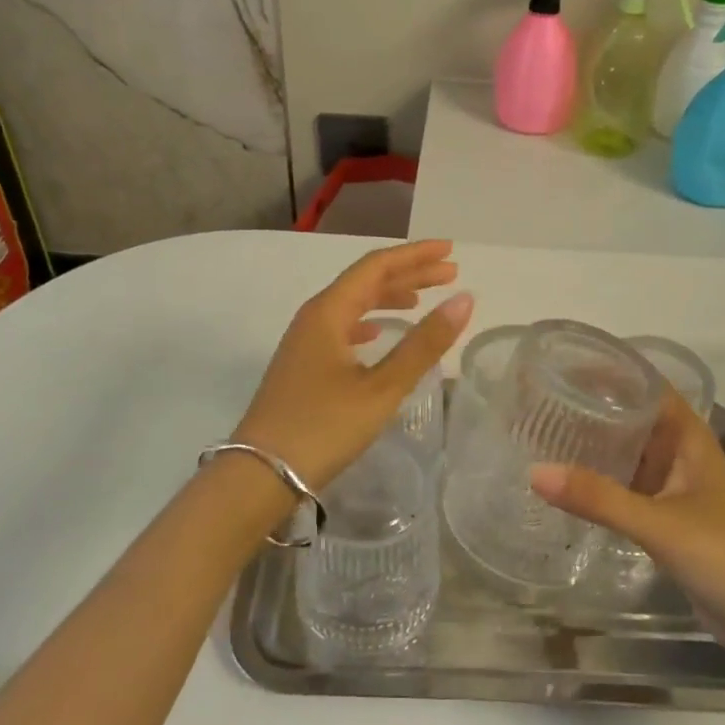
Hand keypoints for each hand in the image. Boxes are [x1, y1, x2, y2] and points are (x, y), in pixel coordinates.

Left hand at [235, 239, 472, 490]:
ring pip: (353, 304)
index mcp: (328, 311)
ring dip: (389, 297)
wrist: (260, 474)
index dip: (415, 256)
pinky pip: (341, 327)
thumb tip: (464, 300)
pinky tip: (378, 333)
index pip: (376, 266)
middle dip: (408, 274)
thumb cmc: (323, 427)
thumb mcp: (381, 388)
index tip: (450, 251)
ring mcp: (304, 341)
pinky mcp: (302, 364)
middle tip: (449, 272)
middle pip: (365, 281)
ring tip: (421, 299)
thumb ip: (424, 344)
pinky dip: (368, 322)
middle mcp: (314, 317)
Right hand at [531, 392, 724, 662]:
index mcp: (689, 440)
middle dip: (595, 408)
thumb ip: (599, 499)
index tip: (567, 363)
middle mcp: (682, 458)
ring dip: (598, 448)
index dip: (613, 370)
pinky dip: (603, 486)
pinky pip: (630, 492)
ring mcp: (677, 492)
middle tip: (544, 400)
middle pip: (635, 419)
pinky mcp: (670, 524)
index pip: (648, 387)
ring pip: (632, 457)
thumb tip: (535, 472)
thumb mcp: (660, 523)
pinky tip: (571, 489)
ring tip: (548, 436)